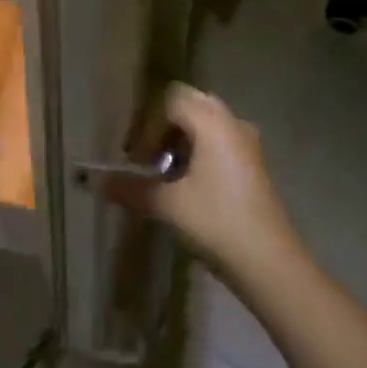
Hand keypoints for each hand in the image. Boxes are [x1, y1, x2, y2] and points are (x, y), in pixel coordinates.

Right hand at [98, 83, 302, 274]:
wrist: (272, 267)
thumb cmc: (217, 223)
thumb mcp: (168, 205)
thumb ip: (130, 188)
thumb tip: (94, 182)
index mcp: (211, 121)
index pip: (168, 100)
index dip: (145, 124)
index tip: (135, 157)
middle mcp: (231, 121)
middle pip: (188, 103)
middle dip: (162, 125)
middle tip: (145, 155)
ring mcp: (246, 142)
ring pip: (205, 122)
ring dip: (180, 138)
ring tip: (164, 170)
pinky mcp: (253, 164)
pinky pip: (219, 139)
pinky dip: (199, 150)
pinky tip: (188, 183)